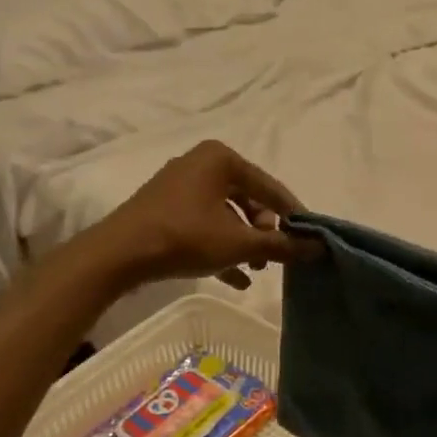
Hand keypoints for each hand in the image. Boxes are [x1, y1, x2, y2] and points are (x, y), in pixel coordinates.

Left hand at [88, 140, 316, 289]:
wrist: (117, 255)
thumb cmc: (184, 237)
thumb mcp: (239, 244)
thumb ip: (281, 245)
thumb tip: (320, 247)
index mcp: (221, 158)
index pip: (270, 187)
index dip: (292, 215)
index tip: (309, 238)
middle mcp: (201, 163)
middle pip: (248, 199)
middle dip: (264, 232)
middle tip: (273, 258)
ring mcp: (179, 186)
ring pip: (226, 214)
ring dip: (244, 242)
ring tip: (255, 270)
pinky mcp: (164, 209)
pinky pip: (204, 224)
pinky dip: (221, 246)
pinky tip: (236, 278)